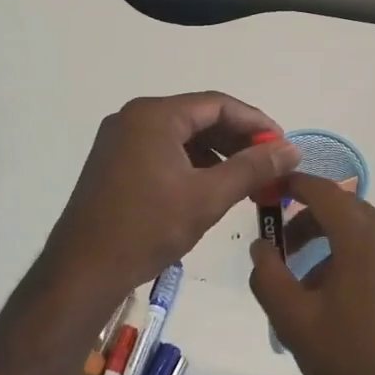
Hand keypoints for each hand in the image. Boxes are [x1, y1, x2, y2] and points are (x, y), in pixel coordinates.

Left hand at [44, 92, 299, 298]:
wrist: (84, 270)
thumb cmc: (148, 228)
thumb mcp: (208, 197)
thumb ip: (252, 168)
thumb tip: (291, 149)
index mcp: (154, 115)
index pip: (218, 104)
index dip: (256, 122)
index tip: (283, 145)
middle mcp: (133, 118)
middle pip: (198, 117)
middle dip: (237, 139)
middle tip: (269, 164)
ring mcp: (119, 140)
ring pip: (181, 136)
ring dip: (216, 154)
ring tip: (246, 180)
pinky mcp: (113, 163)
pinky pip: (162, 152)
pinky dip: (191, 164)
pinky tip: (211, 188)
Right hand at [248, 173, 374, 374]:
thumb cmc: (346, 360)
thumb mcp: (292, 318)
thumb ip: (268, 274)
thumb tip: (262, 246)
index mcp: (363, 240)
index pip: (326, 192)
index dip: (295, 185)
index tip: (271, 190)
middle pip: (347, 210)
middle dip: (311, 219)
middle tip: (283, 244)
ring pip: (365, 235)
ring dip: (332, 244)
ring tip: (307, 284)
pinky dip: (355, 261)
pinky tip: (341, 303)